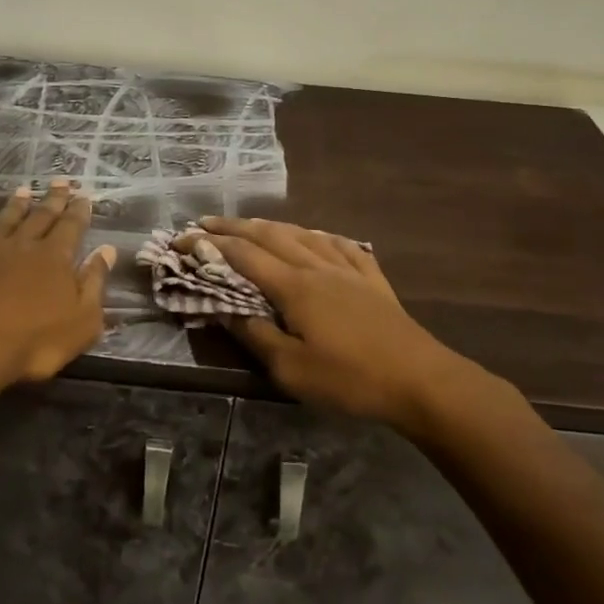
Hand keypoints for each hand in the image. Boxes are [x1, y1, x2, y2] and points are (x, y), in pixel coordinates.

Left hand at [0, 179, 116, 386]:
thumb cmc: (34, 341)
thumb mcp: (82, 321)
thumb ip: (95, 283)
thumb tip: (107, 250)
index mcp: (56, 259)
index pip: (72, 227)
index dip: (79, 211)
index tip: (84, 195)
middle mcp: (24, 247)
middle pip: (41, 217)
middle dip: (53, 199)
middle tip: (60, 181)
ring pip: (7, 221)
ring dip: (17, 205)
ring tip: (24, 190)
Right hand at [190, 217, 462, 429]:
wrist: (420, 380)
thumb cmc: (350, 380)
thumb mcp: (292, 370)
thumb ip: (256, 336)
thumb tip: (223, 309)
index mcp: (294, 286)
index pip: (243, 256)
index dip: (210, 245)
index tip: (183, 239)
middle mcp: (317, 266)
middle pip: (270, 235)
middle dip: (234, 226)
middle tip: (206, 222)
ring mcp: (348, 268)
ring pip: (303, 234)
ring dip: (271, 226)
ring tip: (251, 225)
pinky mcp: (372, 279)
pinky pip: (340, 244)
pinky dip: (319, 235)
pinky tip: (317, 236)